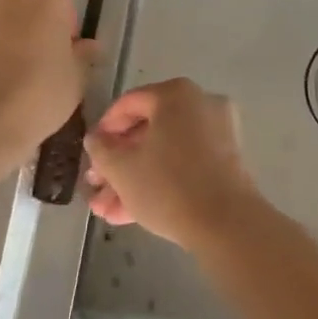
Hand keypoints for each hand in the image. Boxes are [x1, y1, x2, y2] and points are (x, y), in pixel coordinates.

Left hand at [0, 0, 95, 158]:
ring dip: (3, 35)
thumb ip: (83, 56)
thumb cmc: (36, 93)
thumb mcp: (75, 79)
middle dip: (31, 22)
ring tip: (8, 76)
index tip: (63, 52)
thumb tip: (87, 47)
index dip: (64, 23)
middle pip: (24, 0)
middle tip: (38, 61)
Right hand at [83, 78, 263, 249]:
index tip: (90, 155)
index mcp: (176, 94)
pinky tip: (129, 214)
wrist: (227, 224)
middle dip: (118, 164)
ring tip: (106, 210)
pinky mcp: (227, 161)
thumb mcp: (123, 169)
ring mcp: (218, 132)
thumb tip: (95, 138)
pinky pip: (185, 163)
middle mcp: (200, 104)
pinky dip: (160, 181)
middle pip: (148, 130)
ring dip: (134, 179)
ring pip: (165, 152)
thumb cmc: (168, 185)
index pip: (129, 104)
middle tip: (96, 188)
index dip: (104, 130)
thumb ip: (102, 149)